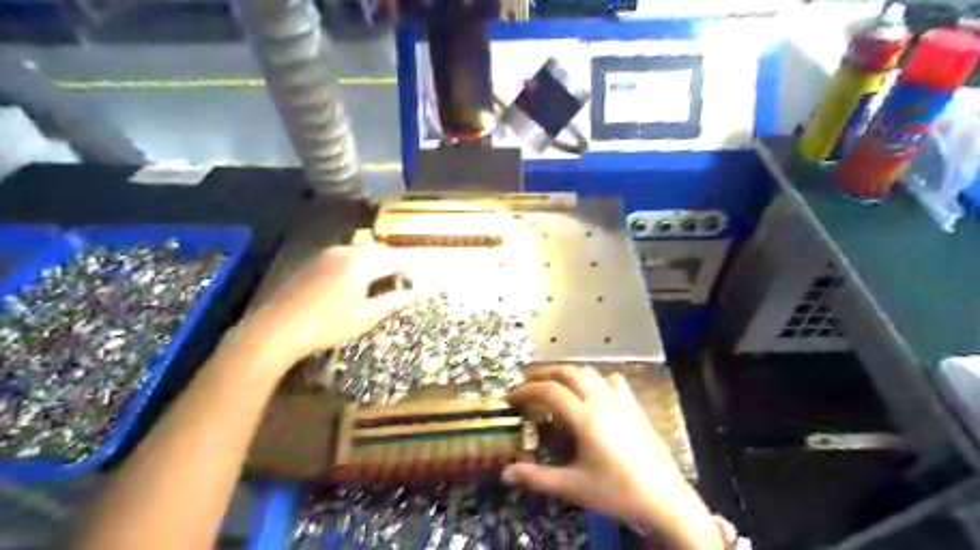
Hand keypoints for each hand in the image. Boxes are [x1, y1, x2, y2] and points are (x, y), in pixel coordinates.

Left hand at [228, 244, 413, 373]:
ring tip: (375, 283)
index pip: (395, 260)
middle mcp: (347, 252)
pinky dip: (354, 264)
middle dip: (391, 262)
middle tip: (396, 281)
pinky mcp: (313, 262)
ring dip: (372, 261)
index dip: (407, 270)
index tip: (413, 283)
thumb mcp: (366, 316)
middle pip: (377, 251)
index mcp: (363, 263)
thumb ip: (393, 301)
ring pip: (359, 251)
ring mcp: (327, 255)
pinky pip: (342, 256)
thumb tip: (417, 294)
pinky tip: (350, 283)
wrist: (278, 327)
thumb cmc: (328, 325)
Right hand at [501, 365, 721, 549]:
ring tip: (554, 385)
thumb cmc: (616, 492)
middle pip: (568, 373)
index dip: (527, 390)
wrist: (665, 498)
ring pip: (589, 372)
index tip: (511, 397)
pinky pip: (612, 380)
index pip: (549, 391)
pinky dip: (596, 380)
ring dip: (567, 373)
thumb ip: (537, 477)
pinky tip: (593, 393)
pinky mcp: (634, 405)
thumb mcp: (573, 487)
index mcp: (585, 417)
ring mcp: (621, 400)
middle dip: (544, 374)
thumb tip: (505, 474)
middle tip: (527, 384)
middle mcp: (601, 400)